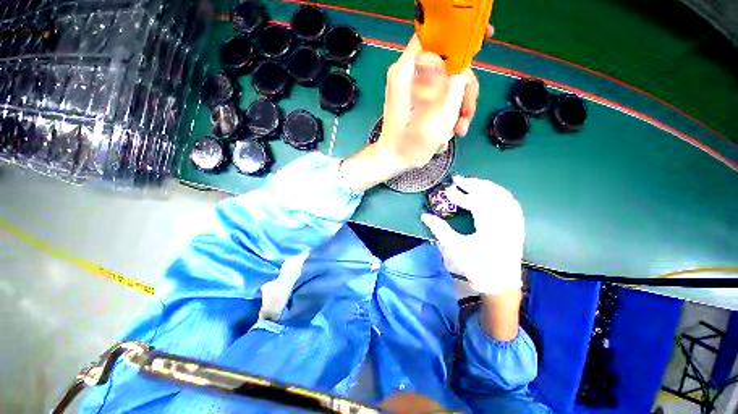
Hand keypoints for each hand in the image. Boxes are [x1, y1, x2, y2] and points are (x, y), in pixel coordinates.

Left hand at [339, 29, 490, 191]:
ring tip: (457, 131)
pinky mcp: (417, 99)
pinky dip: (447, 114)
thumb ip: (449, 86)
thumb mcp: (434, 118)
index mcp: (407, 71)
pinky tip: (445, 133)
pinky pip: (440, 96)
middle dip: (463, 90)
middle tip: (466, 116)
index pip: (435, 34)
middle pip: (448, 63)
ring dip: (457, 109)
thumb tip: (456, 62)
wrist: (394, 160)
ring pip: (448, 83)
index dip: (460, 35)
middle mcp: (409, 75)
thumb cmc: (410, 145)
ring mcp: (413, 88)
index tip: (484, 39)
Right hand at [421, 175, 524, 294]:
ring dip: (486, 186)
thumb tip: (425, 215)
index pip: (476, 203)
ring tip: (471, 182)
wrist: (500, 284)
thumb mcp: (455, 248)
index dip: (460, 195)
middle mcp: (506, 222)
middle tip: (458, 179)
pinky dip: (499, 193)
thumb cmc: (476, 267)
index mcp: (491, 228)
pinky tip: (490, 191)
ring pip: (503, 195)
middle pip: (491, 195)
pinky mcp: (517, 224)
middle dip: (473, 184)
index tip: (448, 189)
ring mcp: (514, 222)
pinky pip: (511, 202)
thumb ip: (439, 229)